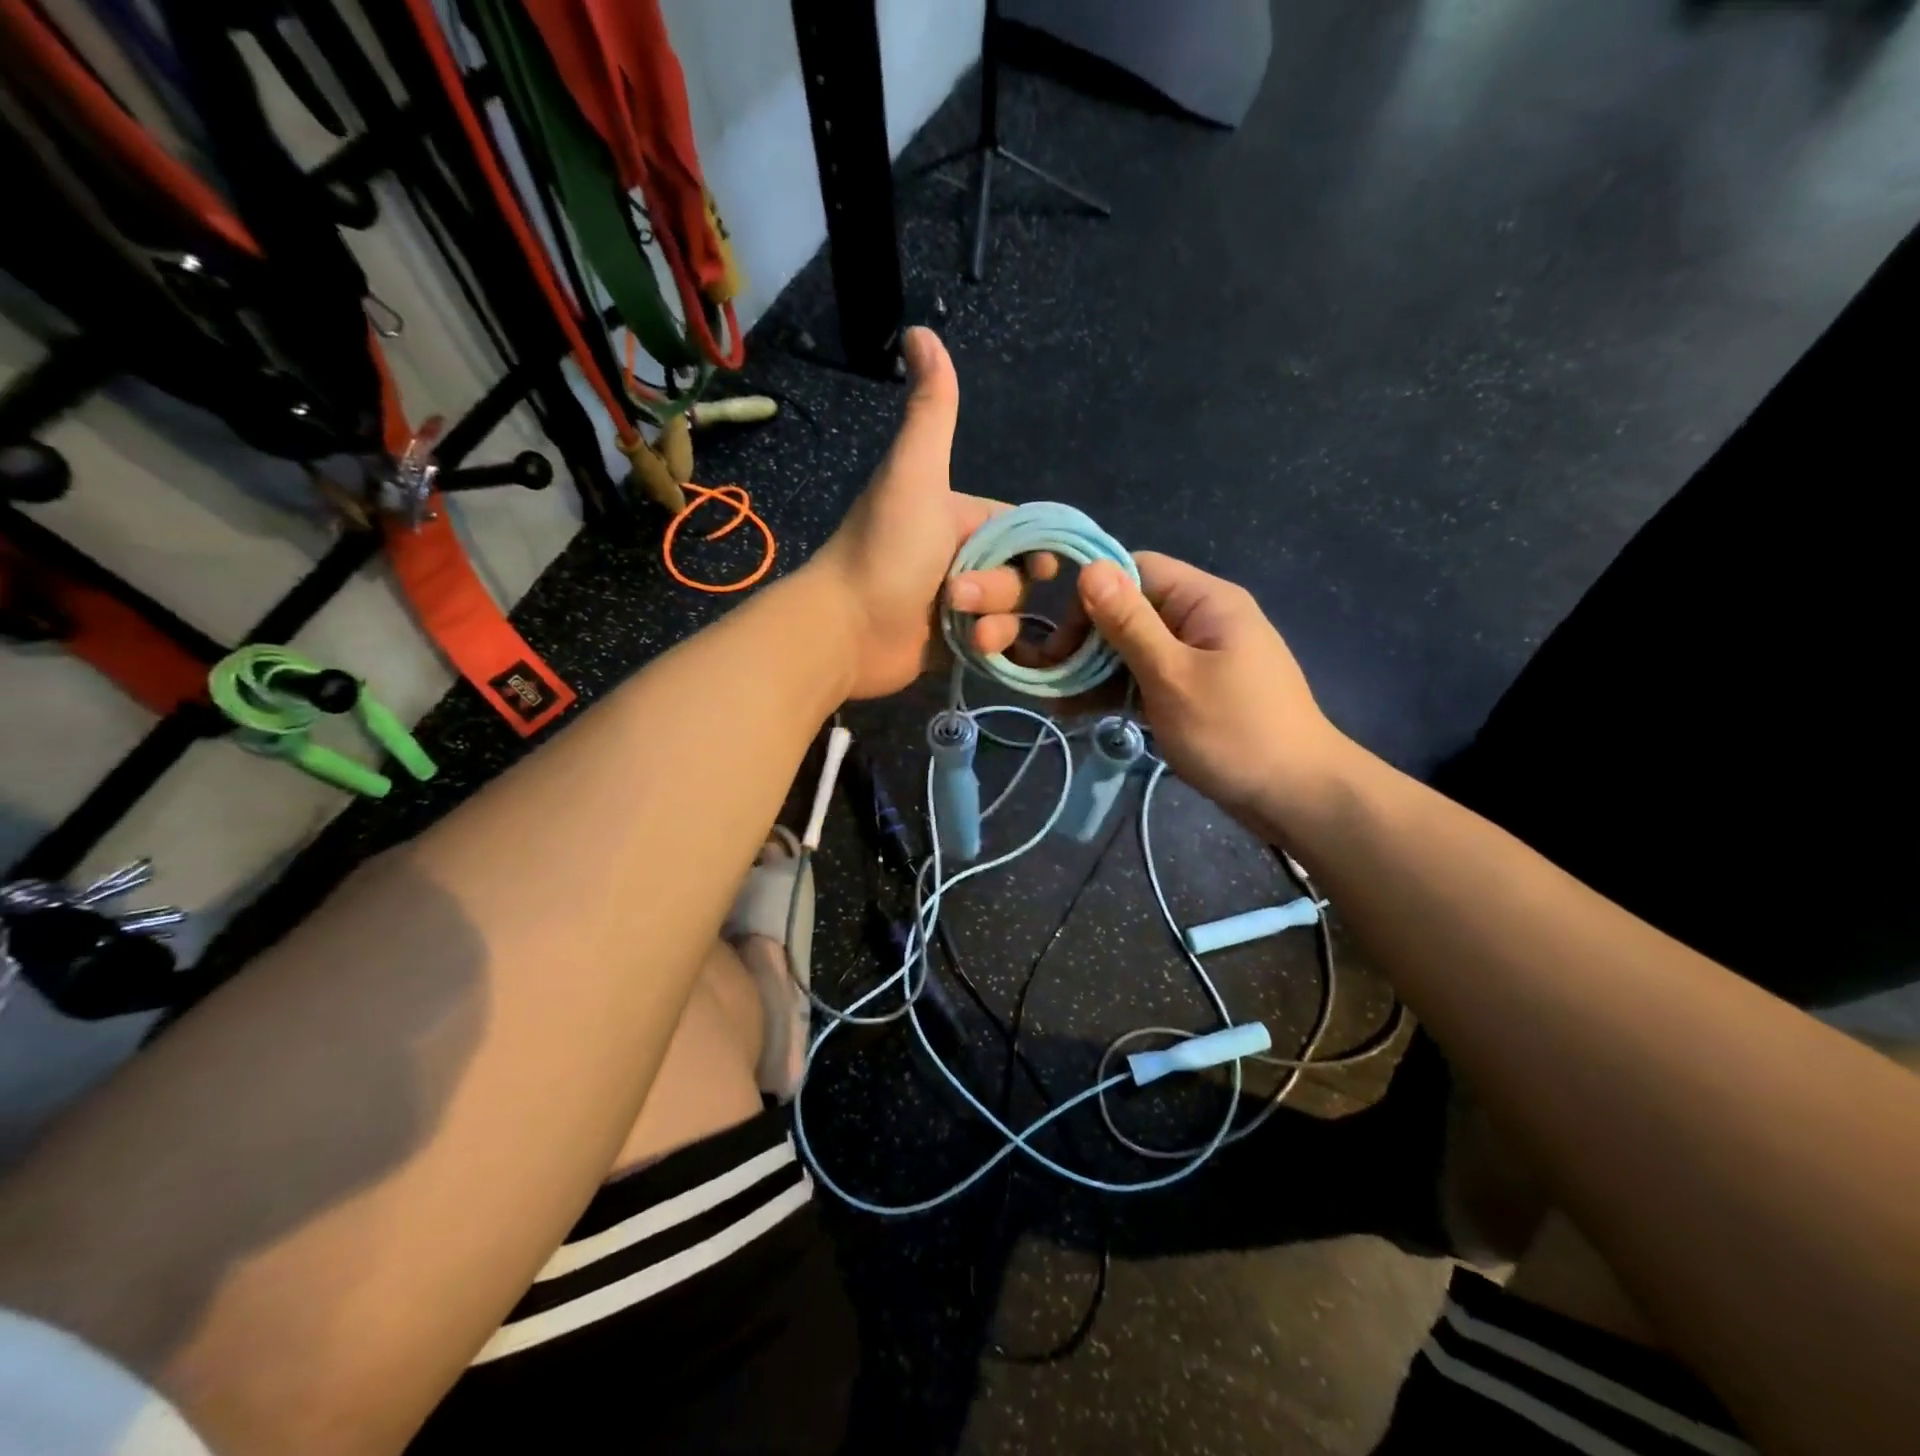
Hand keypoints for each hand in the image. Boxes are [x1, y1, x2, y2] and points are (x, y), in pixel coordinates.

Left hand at [807, 329, 1054, 699]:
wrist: (845, 629)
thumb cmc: (885, 551)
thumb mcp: (915, 475)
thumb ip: (931, 411)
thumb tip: (922, 330)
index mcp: (956, 516)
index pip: (1018, 528)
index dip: (1034, 545)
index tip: (1040, 563)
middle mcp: (958, 557)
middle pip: (1017, 573)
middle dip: (1000, 587)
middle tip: (958, 593)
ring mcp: (955, 605)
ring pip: (1009, 610)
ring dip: (994, 619)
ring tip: (959, 624)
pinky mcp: (952, 643)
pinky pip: (994, 642)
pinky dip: (990, 645)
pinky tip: (973, 647)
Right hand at [1072, 553, 1352, 835]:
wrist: (1296, 797)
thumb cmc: (1234, 732)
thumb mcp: (1173, 676)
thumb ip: (1130, 623)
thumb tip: (1090, 568)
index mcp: (1205, 601)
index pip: (1136, 570)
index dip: (1093, 595)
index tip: (1063, 639)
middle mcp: (1200, 619)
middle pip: (1131, 610)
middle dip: (1087, 639)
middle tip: (1052, 678)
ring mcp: (1197, 657)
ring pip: (1133, 648)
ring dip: (1094, 670)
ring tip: (1055, 700)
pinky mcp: (1192, 690)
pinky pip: (1146, 677)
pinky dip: (1115, 690)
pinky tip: (1078, 710)